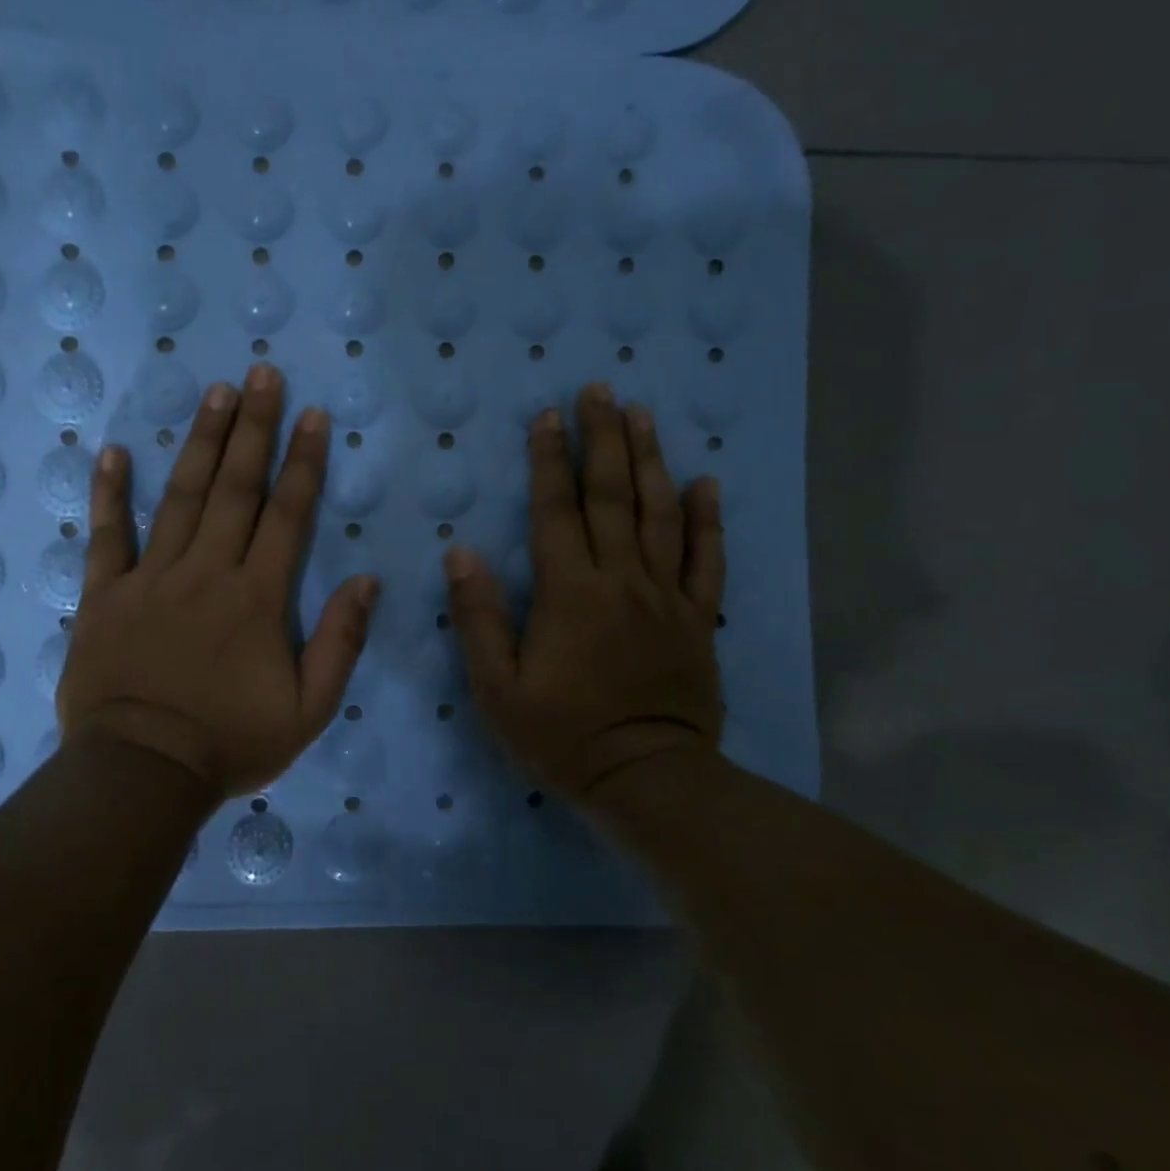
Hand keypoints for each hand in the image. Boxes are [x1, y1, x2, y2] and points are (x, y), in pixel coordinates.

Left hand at [57, 364, 378, 799]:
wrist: (142, 772)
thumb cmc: (230, 742)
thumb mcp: (308, 709)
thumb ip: (340, 642)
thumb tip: (366, 580)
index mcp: (257, 597)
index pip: (287, 514)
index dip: (303, 461)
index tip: (313, 415)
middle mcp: (207, 571)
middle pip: (234, 488)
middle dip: (253, 428)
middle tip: (262, 374)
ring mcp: (151, 578)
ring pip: (179, 496)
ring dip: (199, 442)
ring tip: (215, 393)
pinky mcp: (104, 595)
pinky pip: (106, 535)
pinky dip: (108, 493)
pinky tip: (112, 451)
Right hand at [444, 384, 725, 800]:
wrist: (646, 780)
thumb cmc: (561, 736)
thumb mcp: (497, 688)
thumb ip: (479, 617)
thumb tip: (461, 552)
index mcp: (569, 592)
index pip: (556, 510)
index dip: (549, 460)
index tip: (547, 416)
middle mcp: (620, 579)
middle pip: (612, 495)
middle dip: (603, 438)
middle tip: (600, 391)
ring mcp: (666, 596)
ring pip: (660, 513)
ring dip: (650, 460)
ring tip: (644, 415)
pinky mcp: (698, 619)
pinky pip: (706, 558)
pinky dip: (708, 518)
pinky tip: (706, 482)